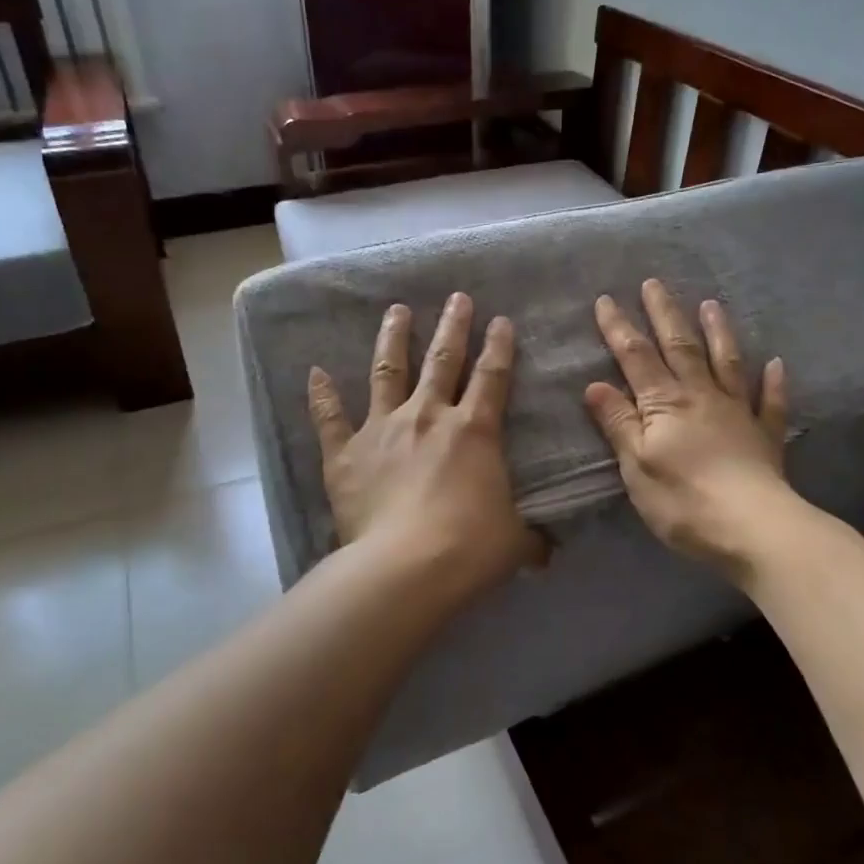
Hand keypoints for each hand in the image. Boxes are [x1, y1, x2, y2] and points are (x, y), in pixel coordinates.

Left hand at [307, 293, 541, 609]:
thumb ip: (530, 540)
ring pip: (388, 372)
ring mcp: (383, 429)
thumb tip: (548, 554)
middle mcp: (428, 417)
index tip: (501, 320)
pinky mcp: (346, 453)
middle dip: (453, 326)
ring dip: (393, 338)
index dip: (499, 347)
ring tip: (396, 311)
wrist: (406, 566)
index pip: (492, 377)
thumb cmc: (469, 547)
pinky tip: (315, 372)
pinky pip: (330, 418)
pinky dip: (322, 395)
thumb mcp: (513, 542)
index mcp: (474, 431)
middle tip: (456, 298)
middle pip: (443, 360)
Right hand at [585, 279, 791, 571]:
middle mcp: (701, 397)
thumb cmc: (684, 500)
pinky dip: (773, 383)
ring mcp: (737, 413)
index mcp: (665, 404)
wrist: (753, 527)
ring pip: (726, 363)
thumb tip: (595, 384)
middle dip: (665, 314)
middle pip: (681, 347)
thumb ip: (619, 422)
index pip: (636, 358)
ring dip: (718, 332)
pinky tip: (776, 364)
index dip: (619, 328)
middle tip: (655, 283)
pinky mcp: (765, 437)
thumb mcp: (636, 465)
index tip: (607, 299)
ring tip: (712, 304)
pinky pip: (769, 403)